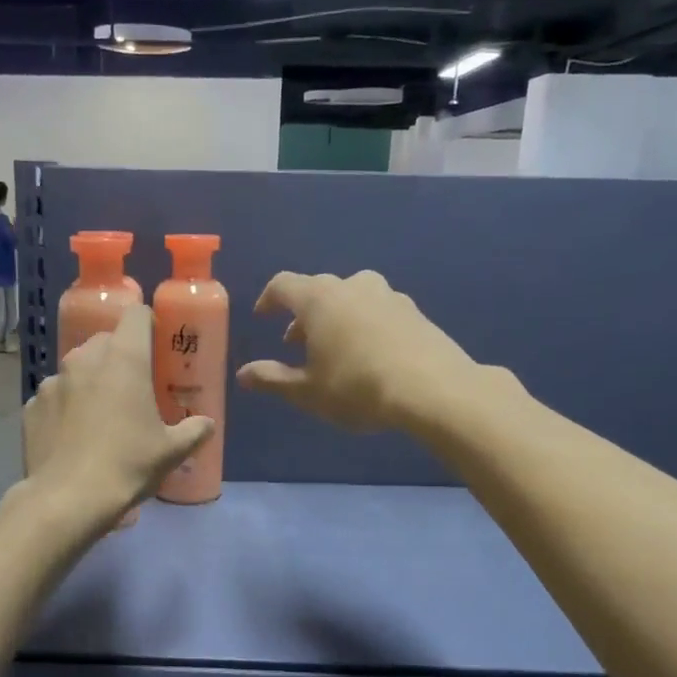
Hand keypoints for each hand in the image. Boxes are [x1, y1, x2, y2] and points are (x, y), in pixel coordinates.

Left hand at [22, 304, 214, 528]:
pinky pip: (54, 397)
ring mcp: (52, 382)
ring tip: (99, 416)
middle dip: (119, 357)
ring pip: (76, 369)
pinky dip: (64, 408)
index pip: (136, 315)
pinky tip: (72, 437)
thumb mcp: (172, 451)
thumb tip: (206, 424)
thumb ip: (194, 430)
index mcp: (123, 359)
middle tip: (132, 388)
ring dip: (90, 382)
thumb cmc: (128, 465)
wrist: (68, 499)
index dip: (148, 325)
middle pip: (104, 341)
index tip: (156, 345)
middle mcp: (84, 359)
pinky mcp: (30, 406)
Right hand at [236, 270, 477, 432]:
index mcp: (319, 299)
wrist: (433, 390)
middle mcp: (352, 286)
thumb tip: (243, 374)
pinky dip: (364, 323)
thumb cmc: (357, 388)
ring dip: (334, 316)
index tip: (262, 317)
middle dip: (302, 313)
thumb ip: (272, 379)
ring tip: (333, 347)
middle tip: (295, 342)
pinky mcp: (414, 312)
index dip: (269, 299)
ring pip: (351, 296)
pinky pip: (377, 309)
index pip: (283, 285)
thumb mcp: (307, 391)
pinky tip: (369, 353)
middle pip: (318, 289)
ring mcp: (388, 295)